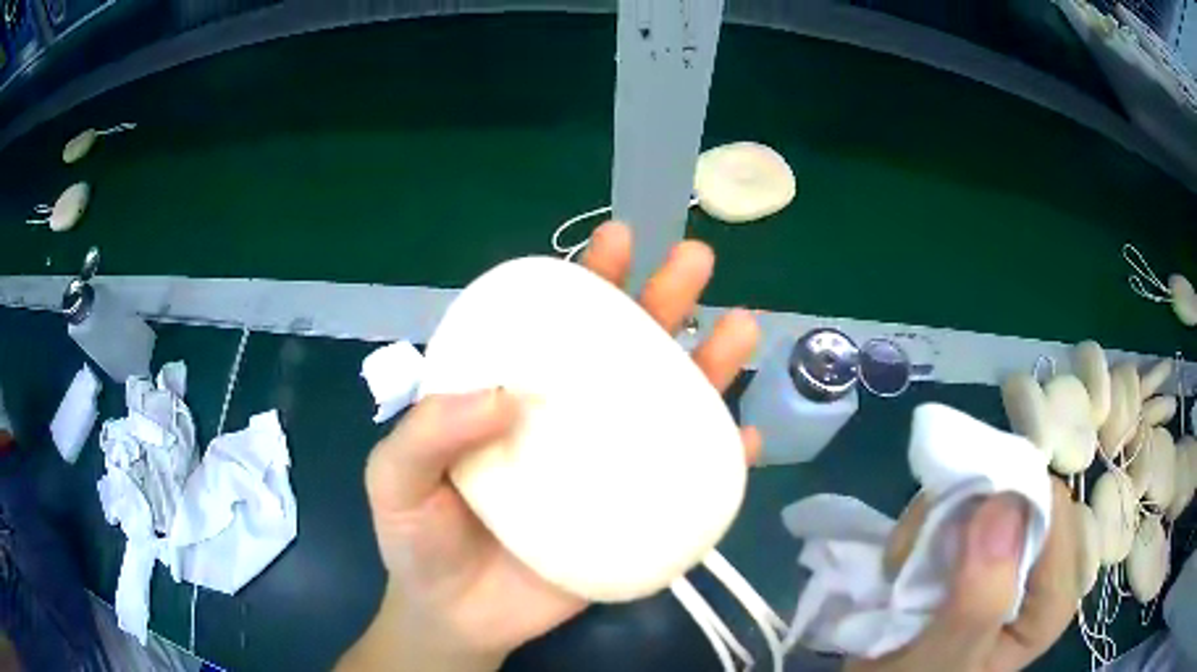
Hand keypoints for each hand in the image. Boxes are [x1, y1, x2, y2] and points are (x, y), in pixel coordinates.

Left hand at [339, 222, 759, 670]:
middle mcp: (567, 422)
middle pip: (623, 352)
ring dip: (709, 365)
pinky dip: (721, 458)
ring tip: (740, 329)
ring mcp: (608, 468)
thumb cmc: (420, 542)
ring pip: (668, 405)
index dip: (586, 282)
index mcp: (512, 399)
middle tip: (695, 262)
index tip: (617, 242)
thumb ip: (428, 432)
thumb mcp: (395, 480)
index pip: (553, 328)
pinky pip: (687, 481)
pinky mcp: (635, 517)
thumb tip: (504, 394)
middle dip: (662, 301)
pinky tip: (747, 439)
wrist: (459, 619)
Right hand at [852, 478, 1078, 671]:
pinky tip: (909, 563)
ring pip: (988, 492)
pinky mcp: (985, 549)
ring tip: (907, 568)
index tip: (948, 533)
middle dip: (965, 513)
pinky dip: (929, 522)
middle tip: (920, 555)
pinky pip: (963, 504)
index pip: (1054, 510)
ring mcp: (1015, 558)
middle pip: (1023, 493)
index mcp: (1053, 600)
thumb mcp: (944, 658)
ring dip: (939, 519)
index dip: (1005, 503)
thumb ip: (982, 597)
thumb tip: (1004, 503)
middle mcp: (1044, 571)